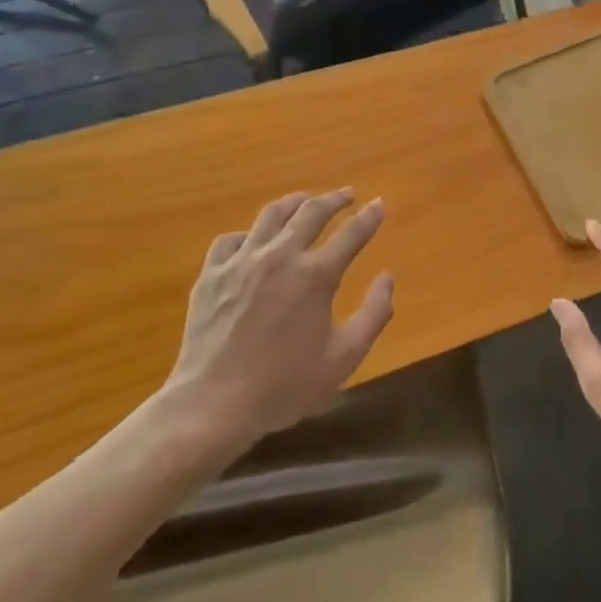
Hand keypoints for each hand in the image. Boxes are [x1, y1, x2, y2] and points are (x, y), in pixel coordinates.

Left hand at [153, 190, 393, 471]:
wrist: (212, 406)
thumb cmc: (284, 386)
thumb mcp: (344, 358)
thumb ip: (374, 314)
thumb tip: (388, 277)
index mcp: (316, 275)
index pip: (351, 233)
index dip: (369, 216)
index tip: (379, 204)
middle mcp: (281, 256)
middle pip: (312, 211)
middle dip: (335, 199)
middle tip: (347, 194)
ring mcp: (242, 261)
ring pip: (272, 214)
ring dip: (294, 203)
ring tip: (305, 201)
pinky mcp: (212, 274)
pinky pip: (231, 239)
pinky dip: (249, 234)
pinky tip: (254, 241)